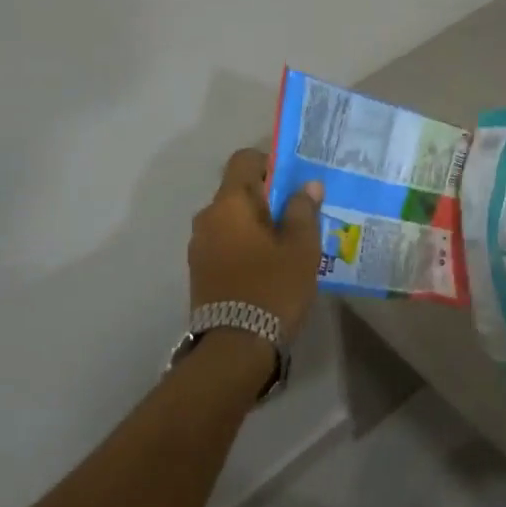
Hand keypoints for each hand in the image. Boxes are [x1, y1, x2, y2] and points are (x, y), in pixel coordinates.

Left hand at [190, 148, 323, 339]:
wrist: (236, 346)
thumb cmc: (273, 288)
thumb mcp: (301, 248)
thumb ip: (303, 210)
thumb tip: (307, 185)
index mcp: (229, 203)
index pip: (244, 160)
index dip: (270, 163)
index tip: (294, 182)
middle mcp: (207, 218)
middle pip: (237, 192)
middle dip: (267, 199)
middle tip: (298, 218)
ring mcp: (199, 247)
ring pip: (231, 221)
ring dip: (255, 226)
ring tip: (286, 247)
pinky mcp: (200, 272)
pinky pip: (225, 245)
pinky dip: (245, 247)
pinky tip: (268, 268)